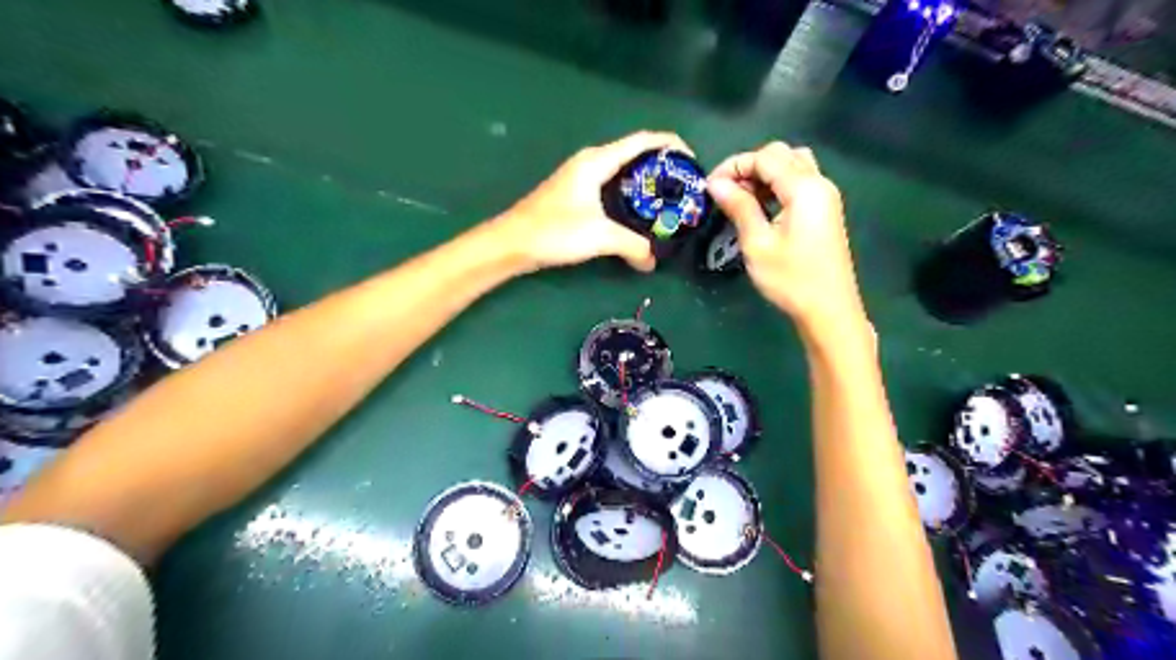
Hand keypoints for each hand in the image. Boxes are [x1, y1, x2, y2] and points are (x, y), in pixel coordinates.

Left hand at [492, 132, 689, 273]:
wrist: (512, 243)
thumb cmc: (555, 231)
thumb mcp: (600, 237)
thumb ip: (632, 246)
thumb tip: (652, 262)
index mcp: (597, 161)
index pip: (642, 141)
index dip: (671, 145)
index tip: (693, 160)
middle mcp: (590, 162)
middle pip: (634, 153)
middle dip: (661, 167)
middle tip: (683, 188)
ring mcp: (580, 177)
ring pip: (622, 171)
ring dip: (645, 182)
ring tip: (667, 201)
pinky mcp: (575, 194)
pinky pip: (611, 185)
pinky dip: (629, 194)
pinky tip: (637, 214)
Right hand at [702, 140, 866, 334]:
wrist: (829, 310)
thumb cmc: (790, 279)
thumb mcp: (757, 243)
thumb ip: (739, 206)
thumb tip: (715, 183)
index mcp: (804, 188)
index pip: (765, 157)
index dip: (734, 166)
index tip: (710, 187)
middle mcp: (819, 183)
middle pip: (782, 155)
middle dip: (749, 166)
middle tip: (726, 192)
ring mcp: (826, 196)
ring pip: (793, 165)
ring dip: (765, 174)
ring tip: (743, 199)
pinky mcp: (826, 210)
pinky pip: (800, 182)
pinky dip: (778, 185)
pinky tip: (762, 207)